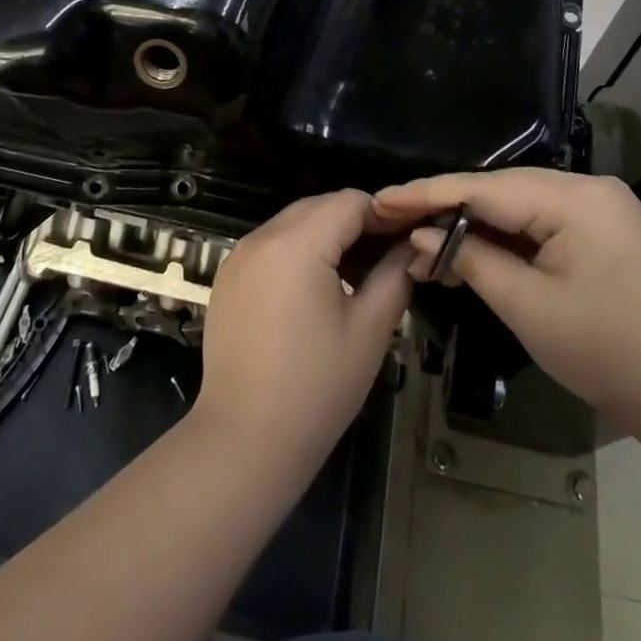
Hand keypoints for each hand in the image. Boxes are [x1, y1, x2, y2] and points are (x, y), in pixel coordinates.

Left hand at [192, 191, 412, 475]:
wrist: (245, 439)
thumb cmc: (316, 386)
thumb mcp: (370, 330)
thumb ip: (395, 275)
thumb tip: (413, 247)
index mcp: (296, 243)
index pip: (350, 201)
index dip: (385, 215)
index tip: (410, 239)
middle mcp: (261, 237)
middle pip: (319, 207)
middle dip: (357, 223)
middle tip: (389, 258)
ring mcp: (238, 257)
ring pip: (293, 224)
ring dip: (327, 237)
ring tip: (358, 276)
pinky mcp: (227, 279)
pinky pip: (270, 247)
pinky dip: (298, 253)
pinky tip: (318, 291)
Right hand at [373, 170, 640, 445]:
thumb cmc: (607, 354)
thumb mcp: (528, 308)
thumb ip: (471, 259)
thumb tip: (419, 235)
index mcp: (576, 198)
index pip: (484, 188)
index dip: (427, 194)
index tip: (381, 199)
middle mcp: (589, 186)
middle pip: (499, 189)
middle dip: (445, 207)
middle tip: (394, 222)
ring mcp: (599, 204)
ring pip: (517, 202)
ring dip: (472, 222)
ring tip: (422, 244)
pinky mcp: (602, 225)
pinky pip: (539, 218)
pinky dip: (503, 234)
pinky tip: (468, 249)